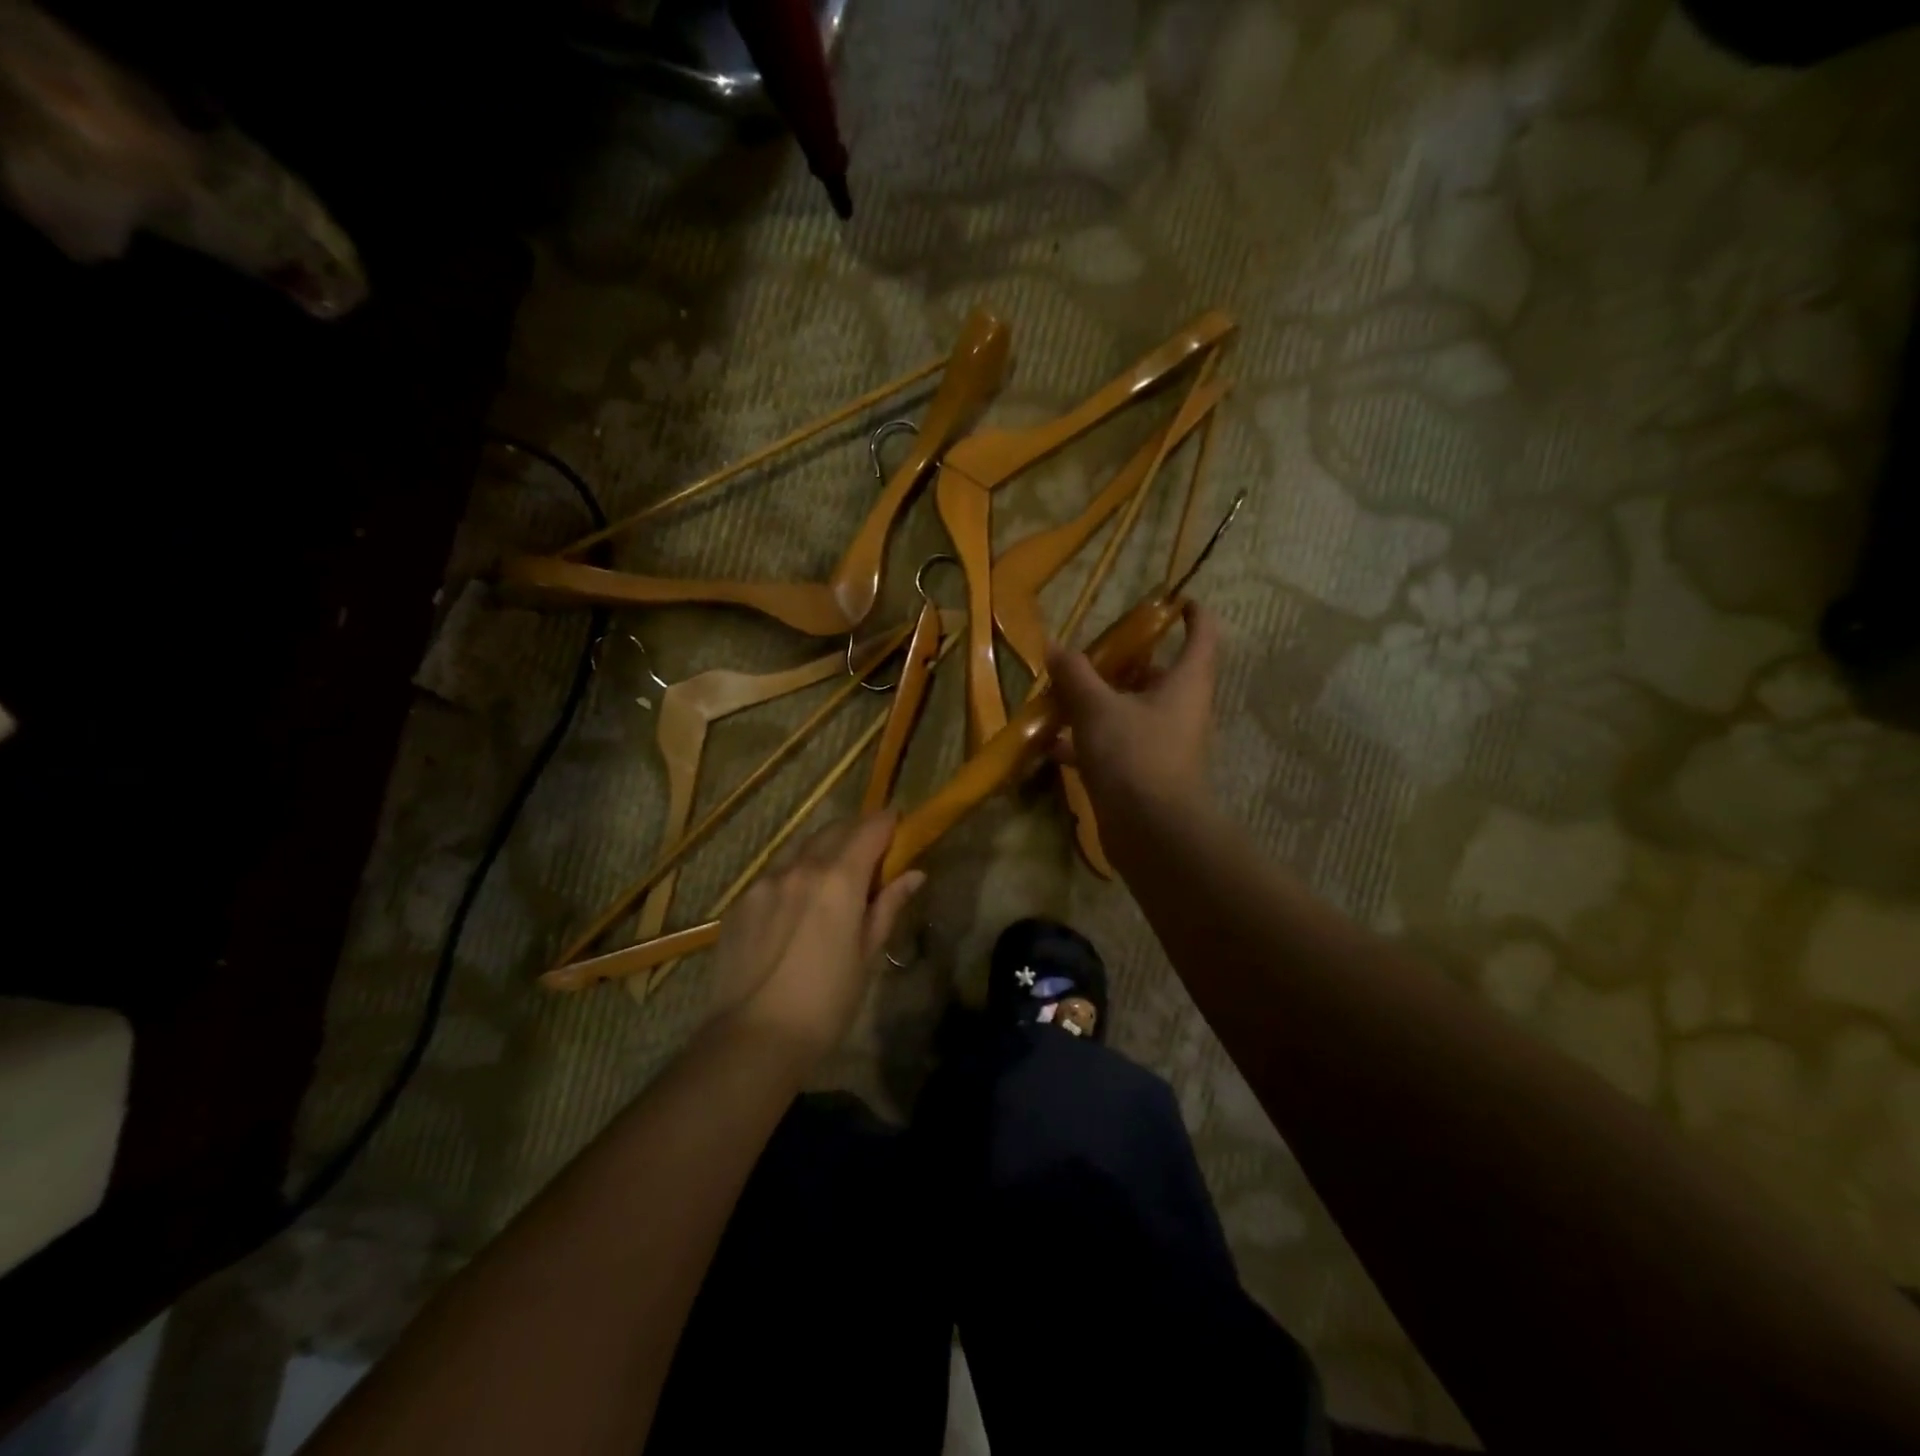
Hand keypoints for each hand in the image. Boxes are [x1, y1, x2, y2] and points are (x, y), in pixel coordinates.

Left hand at [709, 813, 925, 1066]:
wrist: (753, 1038)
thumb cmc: (826, 1002)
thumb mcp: (867, 955)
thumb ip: (888, 906)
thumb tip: (914, 874)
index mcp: (839, 879)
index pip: (870, 828)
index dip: (888, 823)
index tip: (899, 827)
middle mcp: (800, 868)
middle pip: (834, 829)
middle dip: (857, 832)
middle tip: (872, 853)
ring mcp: (764, 882)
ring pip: (801, 848)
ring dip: (823, 850)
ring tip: (833, 879)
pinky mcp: (740, 902)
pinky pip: (774, 873)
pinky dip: (794, 875)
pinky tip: (796, 906)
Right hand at [1046, 600, 1219, 826]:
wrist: (1150, 831)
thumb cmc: (1134, 755)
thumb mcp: (1097, 707)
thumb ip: (1075, 674)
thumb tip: (1053, 645)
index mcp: (1185, 683)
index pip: (1201, 636)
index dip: (1191, 614)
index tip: (1173, 600)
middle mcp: (1179, 709)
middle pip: (1157, 674)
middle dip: (1125, 661)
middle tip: (1090, 651)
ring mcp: (1161, 743)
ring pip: (1130, 711)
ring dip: (1098, 702)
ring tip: (1060, 692)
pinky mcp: (1141, 773)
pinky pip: (1113, 745)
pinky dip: (1085, 741)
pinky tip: (1049, 743)